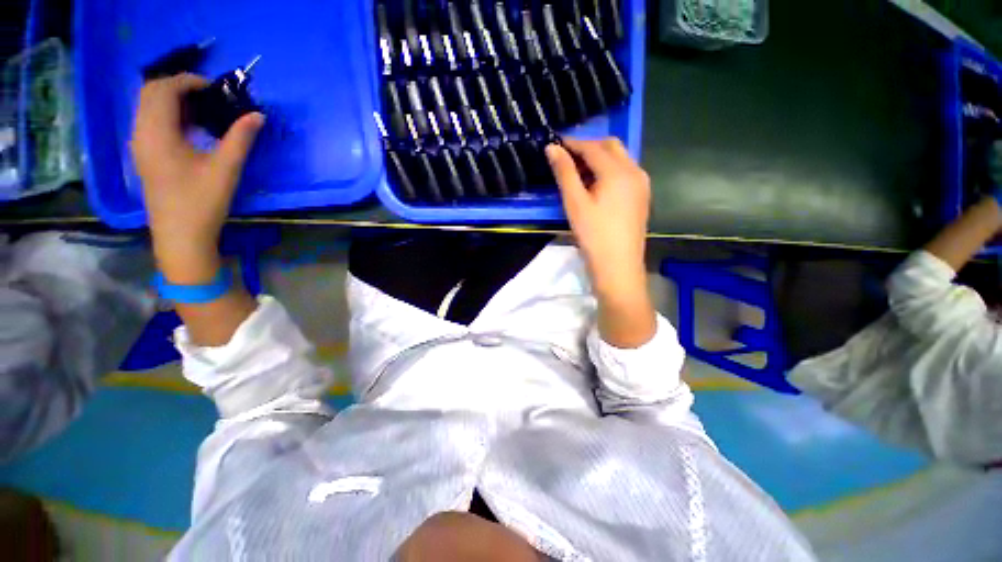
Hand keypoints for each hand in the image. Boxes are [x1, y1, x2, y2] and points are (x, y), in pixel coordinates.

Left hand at [131, 74, 264, 283]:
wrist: (180, 237)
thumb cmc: (201, 203)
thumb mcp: (225, 170)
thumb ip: (240, 139)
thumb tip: (257, 115)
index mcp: (157, 133)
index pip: (163, 88)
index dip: (189, 81)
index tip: (216, 88)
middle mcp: (141, 133)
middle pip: (151, 92)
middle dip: (180, 86)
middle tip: (210, 96)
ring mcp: (140, 145)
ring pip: (149, 106)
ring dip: (174, 100)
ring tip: (204, 110)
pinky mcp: (145, 155)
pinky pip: (151, 122)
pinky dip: (170, 115)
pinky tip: (191, 129)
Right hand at [546, 138, 655, 347]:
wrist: (618, 267)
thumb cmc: (593, 236)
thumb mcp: (575, 203)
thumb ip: (564, 173)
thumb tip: (552, 148)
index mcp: (618, 171)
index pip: (593, 147)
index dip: (573, 143)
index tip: (555, 144)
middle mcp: (634, 171)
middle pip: (611, 146)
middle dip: (588, 147)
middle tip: (566, 158)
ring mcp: (641, 184)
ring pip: (619, 159)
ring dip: (599, 159)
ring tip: (578, 173)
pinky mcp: (642, 196)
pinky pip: (625, 172)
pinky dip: (609, 170)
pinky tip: (596, 186)